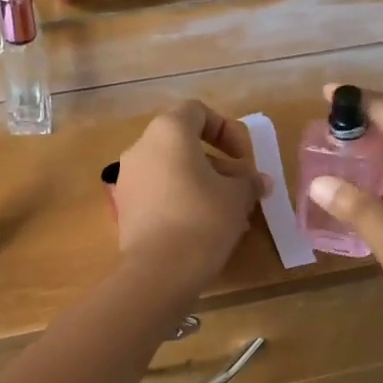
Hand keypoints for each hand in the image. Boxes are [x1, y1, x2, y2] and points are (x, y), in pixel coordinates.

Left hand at [114, 100, 265, 294]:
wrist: (159, 270)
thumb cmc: (203, 218)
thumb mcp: (237, 196)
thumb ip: (249, 181)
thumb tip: (258, 181)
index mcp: (168, 131)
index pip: (197, 111)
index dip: (226, 129)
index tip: (244, 158)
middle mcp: (141, 147)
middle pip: (183, 143)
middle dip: (216, 162)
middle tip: (240, 187)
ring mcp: (128, 178)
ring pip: (171, 170)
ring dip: (201, 183)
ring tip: (228, 212)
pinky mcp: (124, 207)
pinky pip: (158, 192)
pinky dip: (181, 200)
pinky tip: (203, 226)